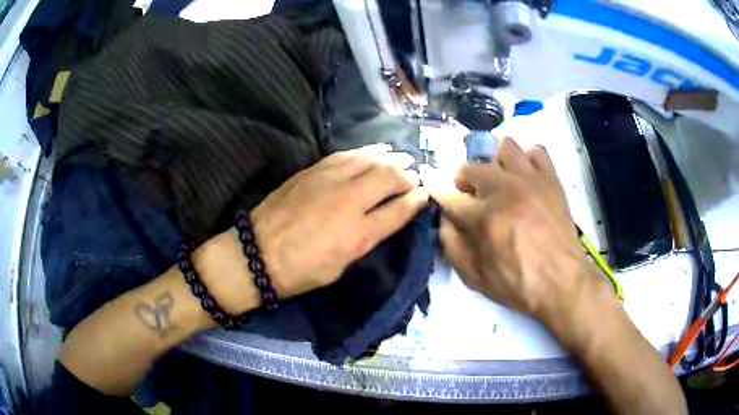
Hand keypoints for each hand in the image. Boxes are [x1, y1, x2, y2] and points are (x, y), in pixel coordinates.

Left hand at [251, 144, 428, 298]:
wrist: (257, 253)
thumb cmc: (302, 270)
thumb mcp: (341, 265)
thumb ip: (367, 238)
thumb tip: (386, 217)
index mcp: (358, 234)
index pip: (398, 210)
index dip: (415, 201)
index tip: (424, 195)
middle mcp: (348, 201)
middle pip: (388, 177)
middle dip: (407, 175)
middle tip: (415, 176)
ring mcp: (329, 180)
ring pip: (369, 159)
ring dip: (389, 157)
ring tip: (402, 157)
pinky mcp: (313, 170)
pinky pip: (347, 154)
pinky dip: (365, 151)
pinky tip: (374, 151)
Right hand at [421, 138, 601, 321]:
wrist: (562, 282)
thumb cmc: (517, 284)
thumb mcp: (474, 277)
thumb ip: (452, 245)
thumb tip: (443, 218)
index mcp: (483, 217)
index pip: (448, 193)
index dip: (435, 187)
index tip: (429, 180)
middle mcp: (505, 190)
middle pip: (473, 166)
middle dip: (465, 181)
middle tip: (472, 196)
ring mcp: (531, 180)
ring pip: (505, 147)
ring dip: (496, 163)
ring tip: (500, 181)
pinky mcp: (551, 179)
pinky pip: (536, 151)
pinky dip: (527, 160)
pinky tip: (526, 177)